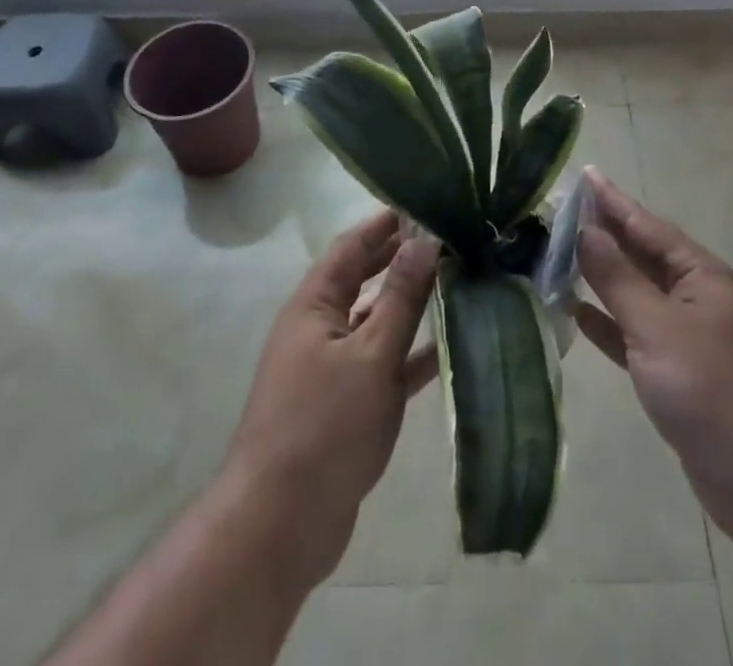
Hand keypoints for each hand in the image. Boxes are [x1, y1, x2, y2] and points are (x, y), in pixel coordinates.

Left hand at [221, 210, 439, 589]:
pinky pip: (380, 365)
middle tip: (444, 240)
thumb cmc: (324, 427)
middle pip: (361, 280)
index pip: (351, 247)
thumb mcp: (370, 355)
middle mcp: (318, 328)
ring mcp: (329, 369)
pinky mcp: (343, 406)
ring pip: (374, 322)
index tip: (422, 204)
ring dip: (407, 305)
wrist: (279, 526)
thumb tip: (425, 239)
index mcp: (313, 305)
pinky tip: (445, 350)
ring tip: (453, 285)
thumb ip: (401, 297)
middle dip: (398, 259)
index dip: (384, 224)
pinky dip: (409, 355)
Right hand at [575, 169, 732, 560]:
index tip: (583, 175)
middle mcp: (692, 296)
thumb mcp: (658, 325)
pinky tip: (575, 313)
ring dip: (599, 277)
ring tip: (556, 255)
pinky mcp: (674, 375)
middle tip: (557, 213)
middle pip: (639, 255)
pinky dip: (607, 323)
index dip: (612, 201)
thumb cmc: (714, 387)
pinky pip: (632, 335)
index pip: (646, 225)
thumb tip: (585, 230)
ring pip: (633, 294)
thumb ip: (618, 278)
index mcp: (698, 273)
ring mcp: (684, 337)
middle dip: (602, 234)